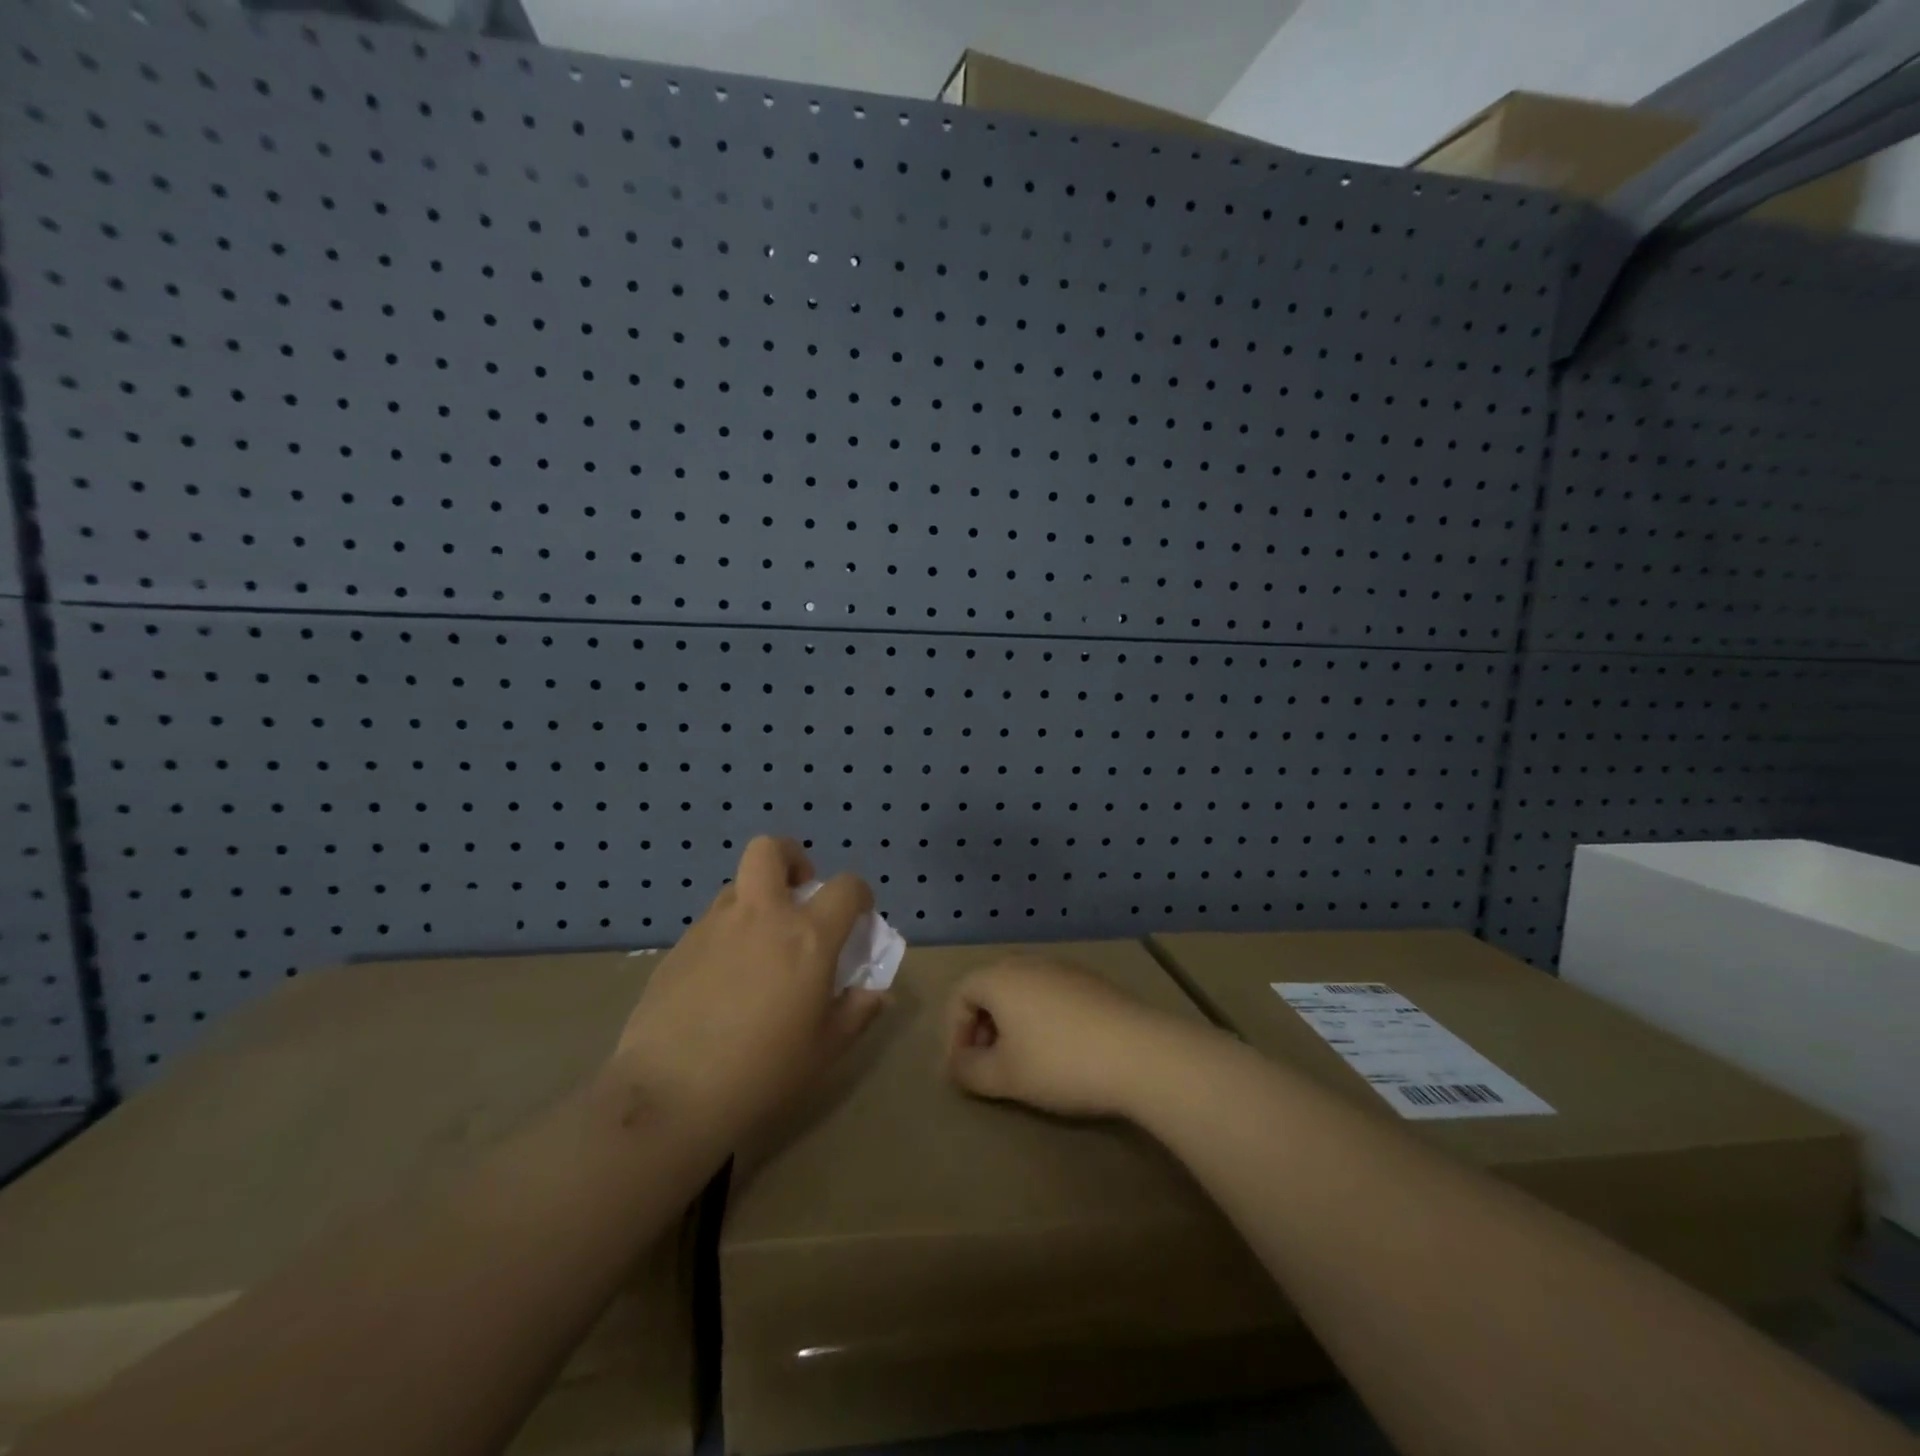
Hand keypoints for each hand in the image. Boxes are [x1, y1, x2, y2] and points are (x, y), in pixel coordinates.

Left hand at [610, 836, 886, 1145]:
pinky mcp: (679, 947)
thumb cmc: (763, 1072)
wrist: (670, 1095)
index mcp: (806, 936)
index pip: (845, 887)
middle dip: (790, 858)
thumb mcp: (825, 1050)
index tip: (858, 916)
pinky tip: (723, 979)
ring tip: (760, 944)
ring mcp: (713, 926)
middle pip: (770, 850)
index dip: (858, 894)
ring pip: (737, 886)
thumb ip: (856, 1013)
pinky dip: (727, 934)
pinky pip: (711, 922)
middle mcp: (761, 916)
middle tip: (798, 894)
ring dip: (756, 899)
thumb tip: (876, 994)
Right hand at [945, 957, 1198, 1118]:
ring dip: (1013, 1022)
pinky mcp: (1092, 981)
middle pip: (991, 987)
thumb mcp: (1005, 1077)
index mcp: (1000, 977)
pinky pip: (1051, 993)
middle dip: (982, 1026)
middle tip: (989, 1064)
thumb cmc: (1060, 1062)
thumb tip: (957, 1065)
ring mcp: (1063, 968)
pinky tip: (1060, 1050)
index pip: (959, 993)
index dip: (953, 1032)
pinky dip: (1042, 1018)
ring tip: (1024, 1061)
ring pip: (1023, 990)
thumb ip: (969, 1071)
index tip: (964, 1069)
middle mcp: (1028, 962)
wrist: (1139, 1052)